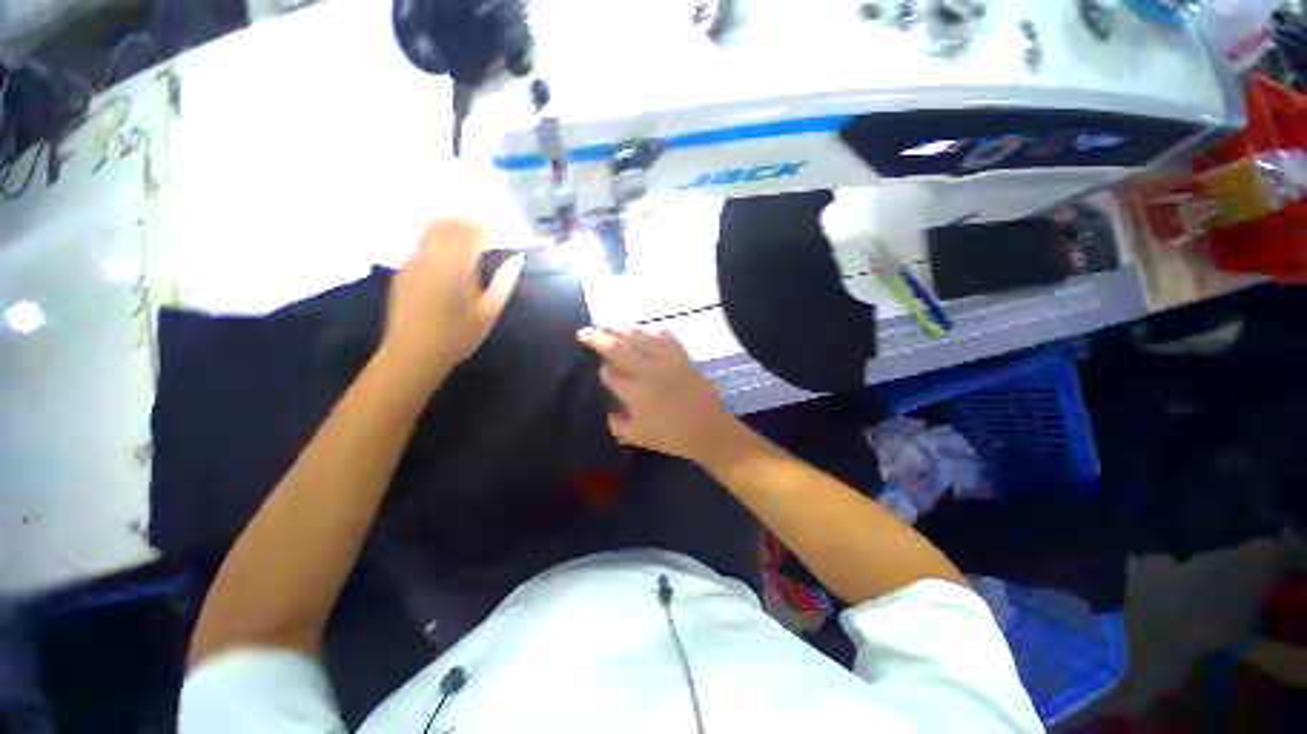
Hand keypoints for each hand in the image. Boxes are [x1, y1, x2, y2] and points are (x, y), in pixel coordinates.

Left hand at [382, 219, 523, 383]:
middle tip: (491, 236)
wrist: (412, 354)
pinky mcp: (404, 270)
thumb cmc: (457, 337)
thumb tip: (517, 258)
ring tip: (473, 243)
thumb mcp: (489, 312)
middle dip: (472, 225)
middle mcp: (429, 256)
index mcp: (453, 265)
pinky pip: (424, 244)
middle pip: (450, 223)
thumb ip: (504, 282)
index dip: (492, 231)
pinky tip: (452, 260)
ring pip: (433, 229)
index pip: (473, 232)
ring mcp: (412, 261)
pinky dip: (441, 241)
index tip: (506, 237)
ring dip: (454, 229)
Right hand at [577, 326, 737, 463]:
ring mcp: (666, 360)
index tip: (600, 369)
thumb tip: (611, 412)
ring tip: (609, 324)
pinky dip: (655, 332)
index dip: (602, 370)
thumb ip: (618, 425)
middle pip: (618, 347)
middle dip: (598, 338)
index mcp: (634, 391)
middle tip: (586, 331)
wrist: (709, 430)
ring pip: (639, 336)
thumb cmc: (671, 436)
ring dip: (621, 328)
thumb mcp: (637, 437)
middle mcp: (647, 370)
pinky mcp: (683, 357)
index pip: (610, 373)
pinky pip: (666, 338)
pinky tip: (649, 332)